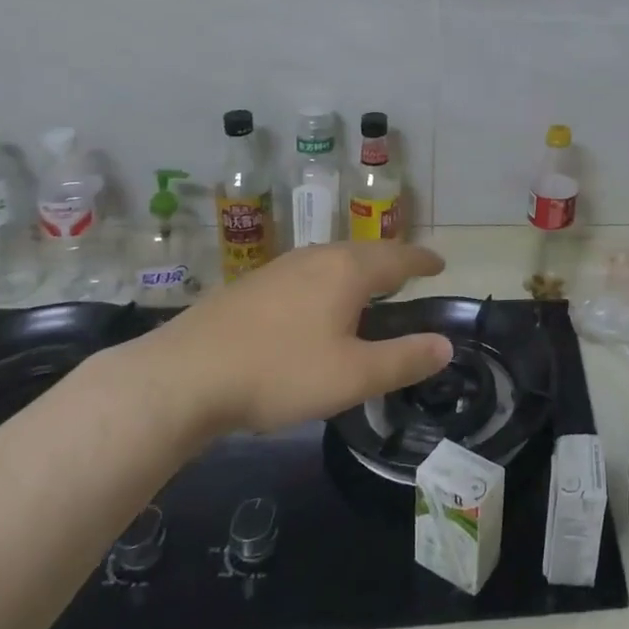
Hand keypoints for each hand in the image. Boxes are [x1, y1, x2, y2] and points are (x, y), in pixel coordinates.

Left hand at [129, 243, 450, 437]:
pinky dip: (327, 281)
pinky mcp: (252, 285)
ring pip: (332, 260)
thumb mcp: (351, 376)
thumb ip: (403, 360)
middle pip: (366, 252)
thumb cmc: (278, 372)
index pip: (398, 258)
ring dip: (358, 269)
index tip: (440, 263)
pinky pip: (307, 273)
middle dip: (392, 261)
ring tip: (368, 286)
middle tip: (409, 274)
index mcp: (348, 271)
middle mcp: (317, 258)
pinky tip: (315, 303)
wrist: (181, 376)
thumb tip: (446, 345)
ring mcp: (280, 268)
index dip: (422, 260)